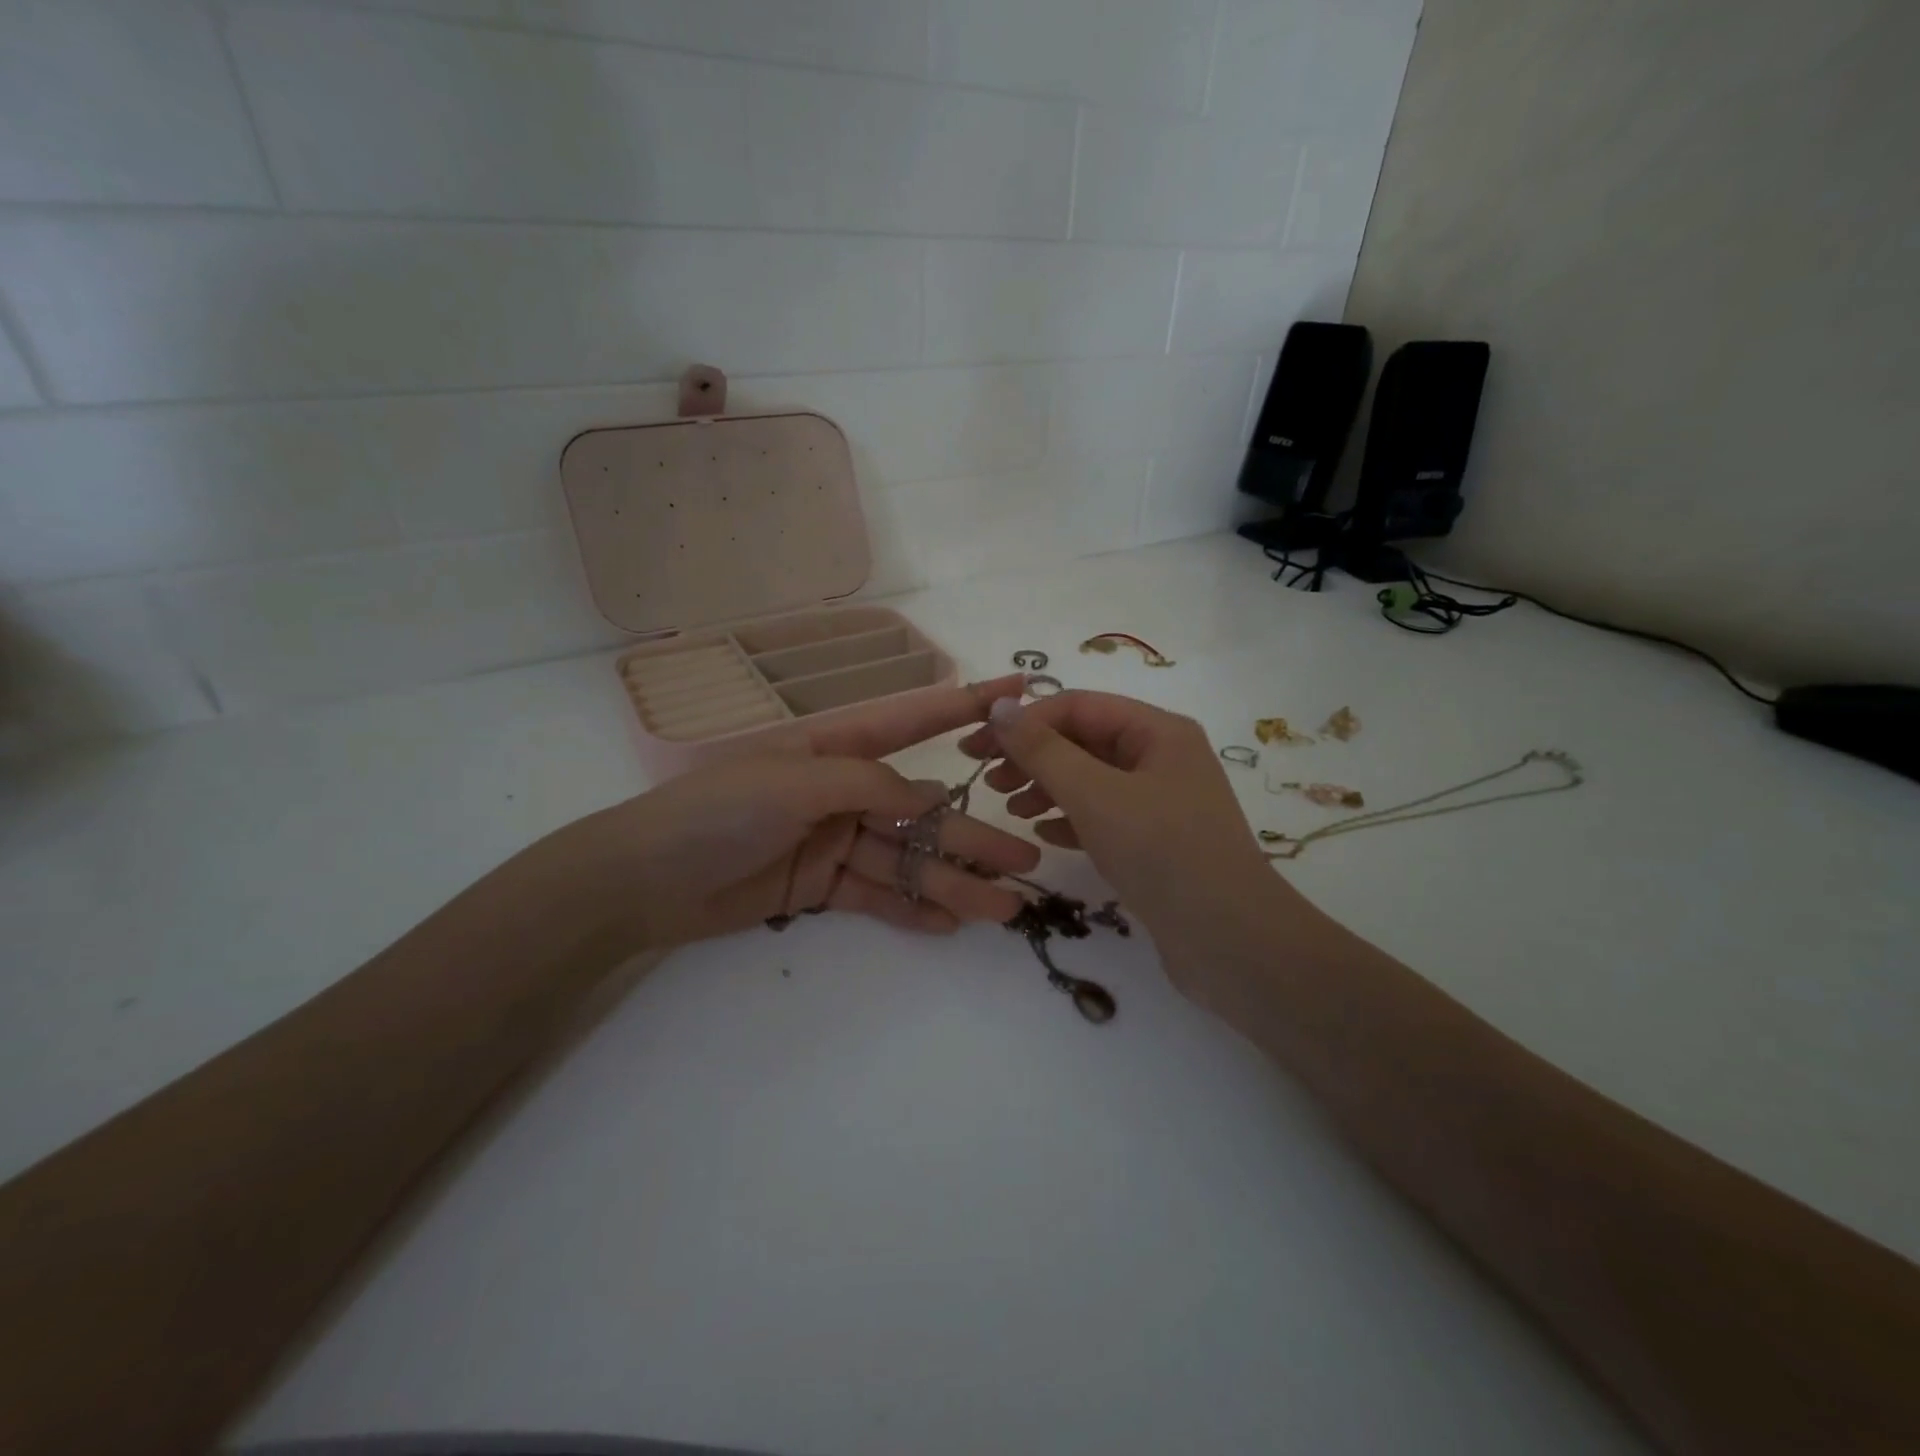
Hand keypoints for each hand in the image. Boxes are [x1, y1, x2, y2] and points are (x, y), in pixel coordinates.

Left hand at [551, 674, 1040, 950]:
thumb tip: (930, 799)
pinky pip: (876, 897)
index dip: (967, 705)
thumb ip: (869, 786)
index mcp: (838, 750)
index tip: (1018, 693)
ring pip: (906, 862)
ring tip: (1003, 909)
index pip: (914, 721)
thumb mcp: (797, 784)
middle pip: (922, 813)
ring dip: (952, 883)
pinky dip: (910, 910)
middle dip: (973, 834)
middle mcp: (845, 792)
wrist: (644, 881)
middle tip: (1028, 860)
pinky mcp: (821, 887)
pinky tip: (950, 925)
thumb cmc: (719, 811)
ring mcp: (835, 842)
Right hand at [958, 690, 1306, 1001]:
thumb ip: (1043, 750)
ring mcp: (1161, 803)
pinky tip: (1043, 836)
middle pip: (1084, 741)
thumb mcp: (1095, 795)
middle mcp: (1162, 758)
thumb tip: (1000, 707)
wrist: (1231, 942)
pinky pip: (1103, 817)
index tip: (976, 748)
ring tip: (1011, 810)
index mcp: (1158, 731)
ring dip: (1047, 788)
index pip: (1077, 706)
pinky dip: (1070, 820)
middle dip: (1033, 756)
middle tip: (988, 781)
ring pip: (1091, 781)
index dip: (1024, 722)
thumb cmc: (1162, 853)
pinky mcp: (1156, 843)